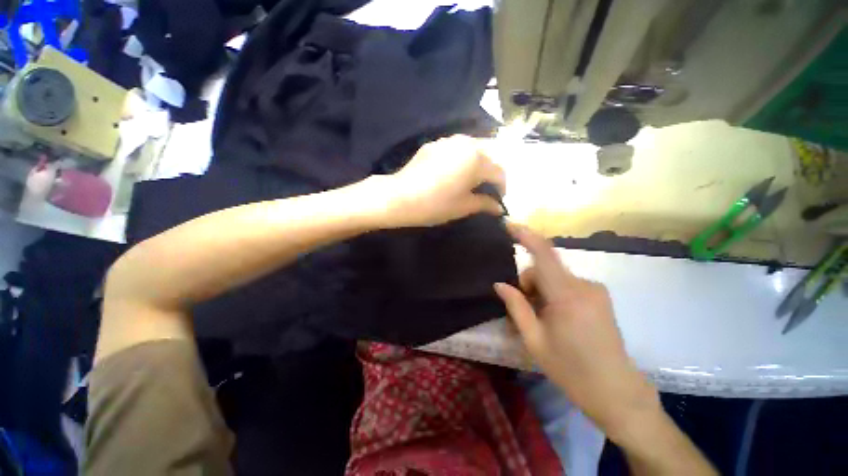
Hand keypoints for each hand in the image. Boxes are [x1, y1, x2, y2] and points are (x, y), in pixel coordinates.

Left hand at [379, 135, 505, 227]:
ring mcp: (448, 141)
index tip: (499, 199)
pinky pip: (456, 148)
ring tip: (472, 179)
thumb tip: (499, 208)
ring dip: (477, 163)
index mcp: (477, 159)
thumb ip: (485, 204)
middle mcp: (466, 143)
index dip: (502, 187)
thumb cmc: (436, 204)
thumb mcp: (463, 207)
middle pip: (488, 156)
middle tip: (486, 188)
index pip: (499, 172)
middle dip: (491, 173)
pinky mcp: (434, 144)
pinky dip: (461, 158)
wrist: (400, 197)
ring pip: (473, 148)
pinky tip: (454, 171)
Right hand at [494, 225, 660, 439]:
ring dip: (541, 290)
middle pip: (544, 269)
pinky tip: (556, 317)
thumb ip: (516, 307)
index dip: (526, 236)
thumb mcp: (534, 340)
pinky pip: (567, 284)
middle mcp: (584, 286)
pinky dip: (554, 293)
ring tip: (542, 318)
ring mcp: (595, 289)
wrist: (616, 391)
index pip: (543, 255)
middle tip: (524, 310)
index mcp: (567, 297)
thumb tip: (500, 284)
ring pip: (555, 277)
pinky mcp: (600, 295)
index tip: (509, 226)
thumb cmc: (571, 369)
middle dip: (528, 283)